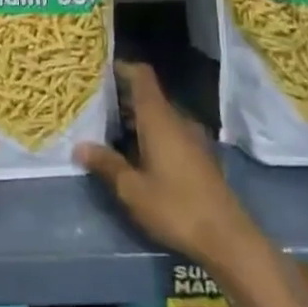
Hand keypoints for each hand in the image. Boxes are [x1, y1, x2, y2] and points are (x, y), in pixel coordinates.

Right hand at [77, 61, 258, 268]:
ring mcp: (193, 138)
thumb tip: (79, 146)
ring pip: (160, 116)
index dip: (122, 68)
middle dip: (123, 97)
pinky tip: (137, 154)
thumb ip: (106, 164)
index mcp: (159, 119)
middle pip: (149, 95)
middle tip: (95, 105)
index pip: (142, 76)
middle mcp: (178, 120)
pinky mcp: (200, 156)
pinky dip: (151, 133)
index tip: (100, 71)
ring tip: (109, 130)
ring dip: (137, 118)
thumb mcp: (132, 189)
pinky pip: (171, 132)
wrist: (228, 239)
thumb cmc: (175, 207)